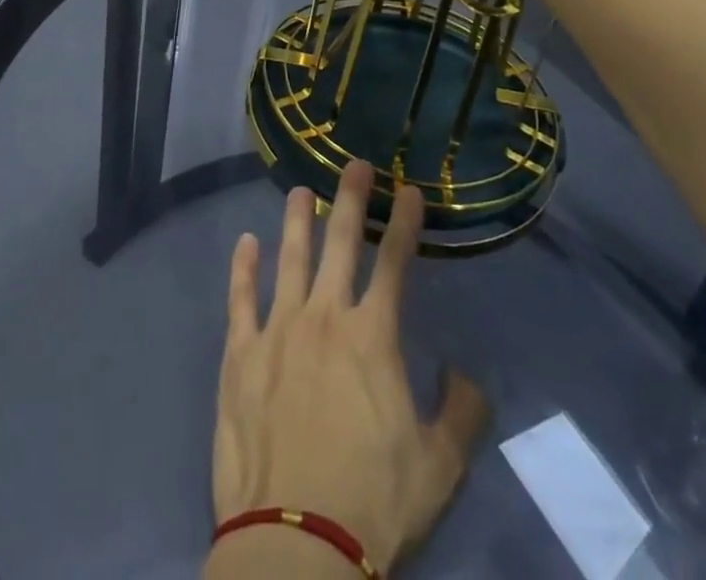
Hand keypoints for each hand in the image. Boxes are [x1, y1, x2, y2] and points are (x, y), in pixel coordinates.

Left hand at [210, 160, 487, 575]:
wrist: (294, 541)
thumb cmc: (372, 503)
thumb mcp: (439, 468)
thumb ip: (460, 412)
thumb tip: (465, 372)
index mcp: (372, 337)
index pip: (394, 264)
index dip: (403, 223)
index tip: (408, 190)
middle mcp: (324, 317)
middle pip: (339, 243)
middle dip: (350, 199)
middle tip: (354, 164)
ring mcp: (277, 329)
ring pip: (289, 257)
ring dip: (297, 220)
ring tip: (300, 190)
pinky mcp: (240, 352)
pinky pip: (240, 297)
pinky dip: (243, 266)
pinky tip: (246, 243)